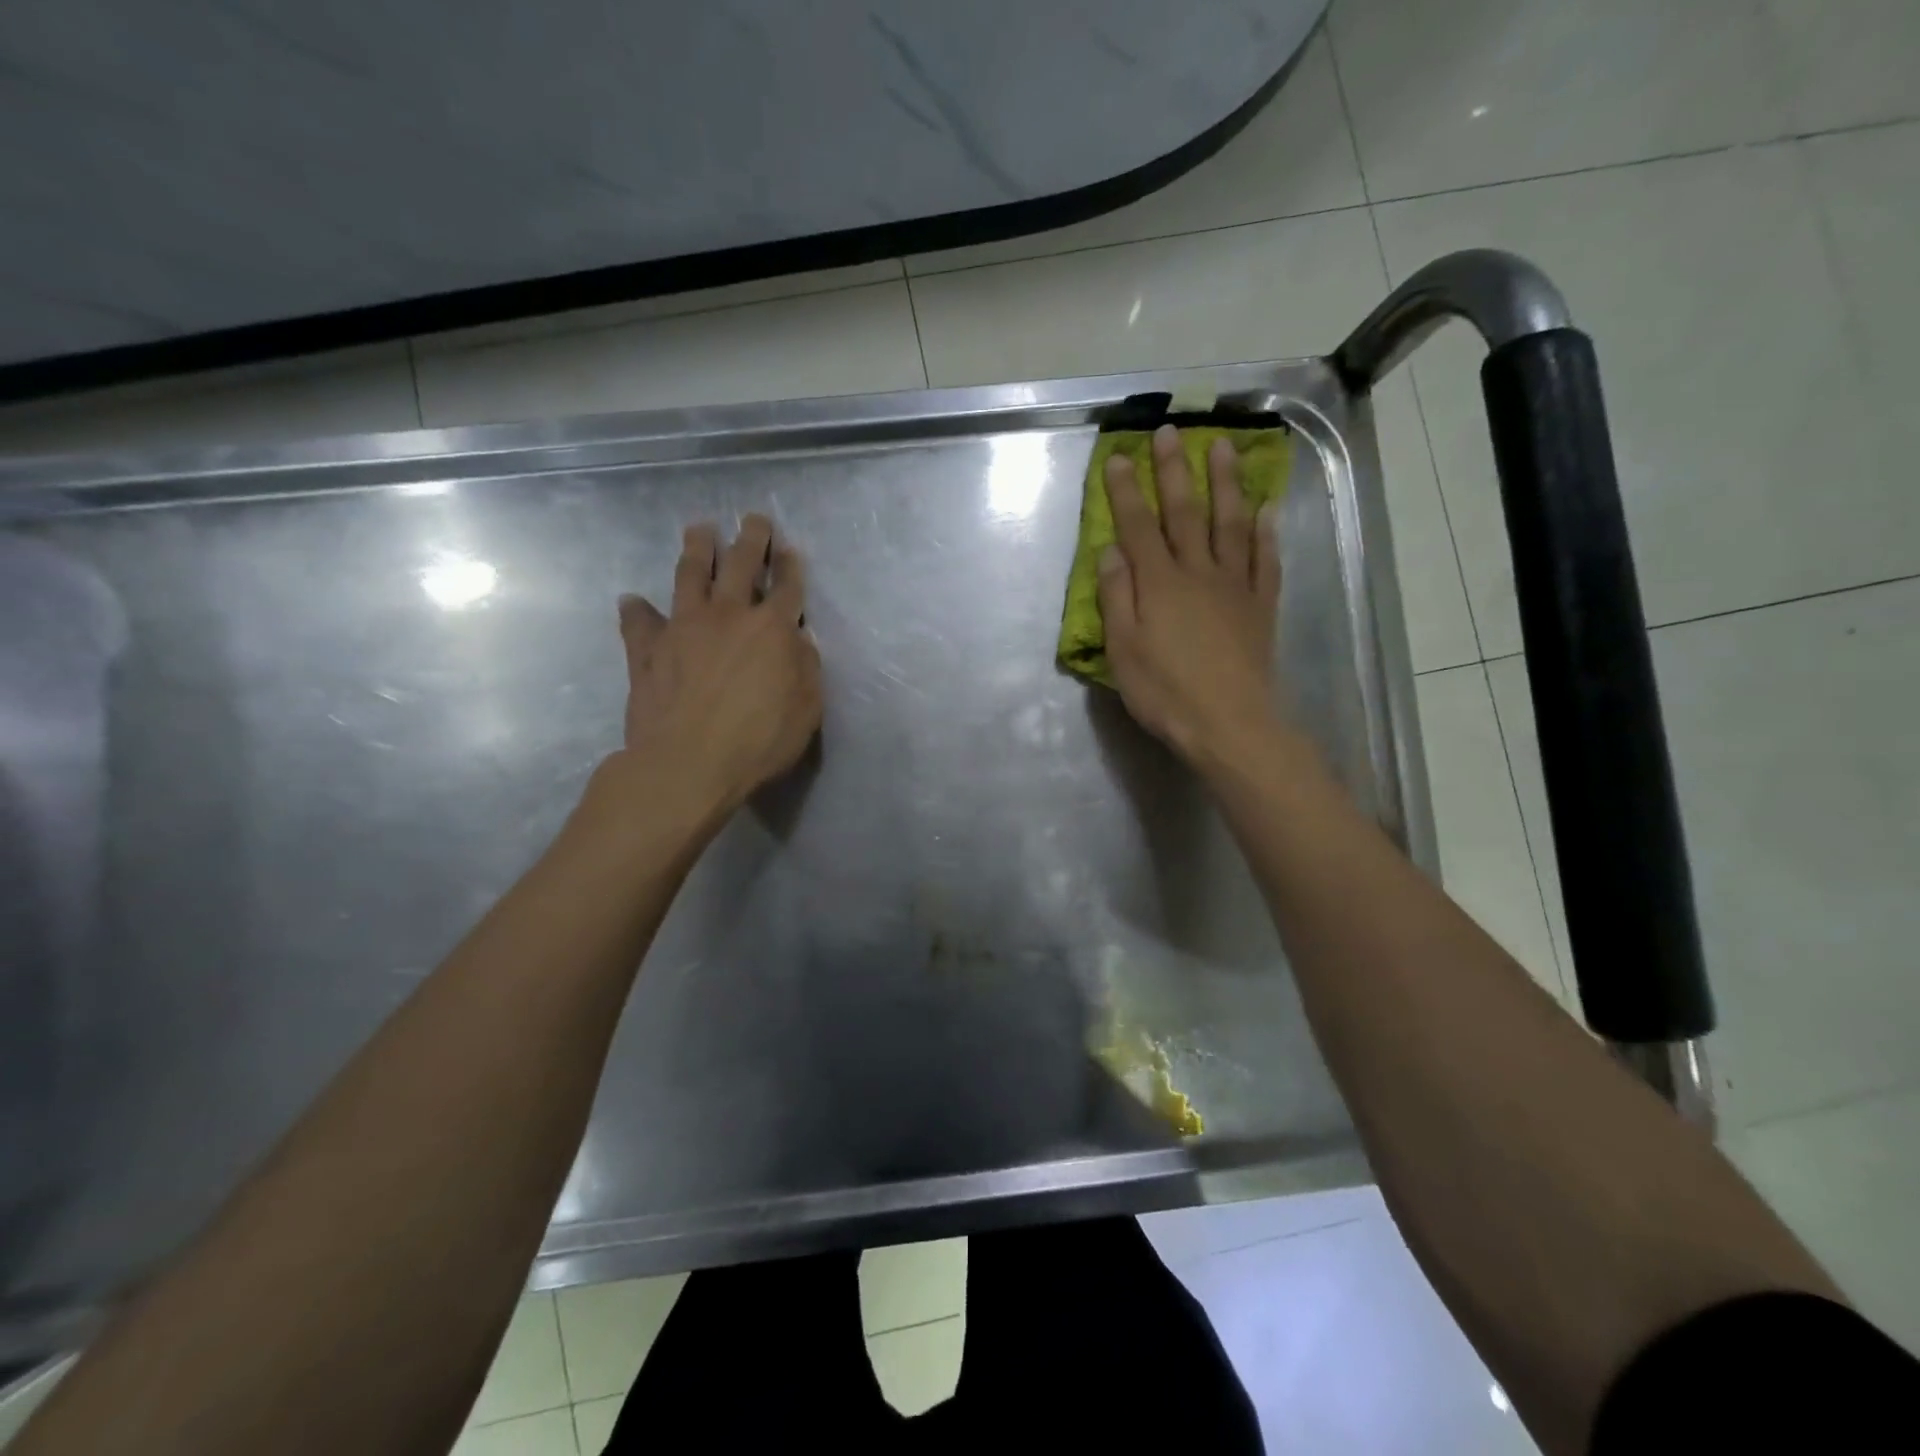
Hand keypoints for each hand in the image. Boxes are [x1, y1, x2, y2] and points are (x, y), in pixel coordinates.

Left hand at [614, 513, 821, 818]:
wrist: (688, 764)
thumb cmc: (759, 741)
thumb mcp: (806, 711)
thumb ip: (806, 669)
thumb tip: (799, 640)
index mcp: (773, 630)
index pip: (787, 588)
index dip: (791, 566)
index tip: (791, 549)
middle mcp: (729, 617)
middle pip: (741, 565)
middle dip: (751, 539)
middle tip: (754, 519)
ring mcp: (684, 628)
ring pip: (690, 576)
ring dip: (697, 549)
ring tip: (700, 529)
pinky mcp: (648, 650)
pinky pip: (639, 622)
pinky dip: (637, 610)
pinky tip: (632, 600)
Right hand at [1099, 424, 1281, 766]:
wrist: (1229, 724)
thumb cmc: (1165, 692)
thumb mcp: (1124, 650)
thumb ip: (1117, 598)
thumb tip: (1111, 552)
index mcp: (1159, 584)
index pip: (1138, 526)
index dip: (1126, 491)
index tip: (1118, 456)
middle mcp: (1198, 572)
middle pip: (1185, 512)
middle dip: (1173, 470)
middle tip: (1169, 432)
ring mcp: (1235, 586)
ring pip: (1230, 523)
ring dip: (1226, 483)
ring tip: (1223, 447)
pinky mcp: (1261, 606)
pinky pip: (1266, 560)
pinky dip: (1266, 532)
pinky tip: (1266, 510)